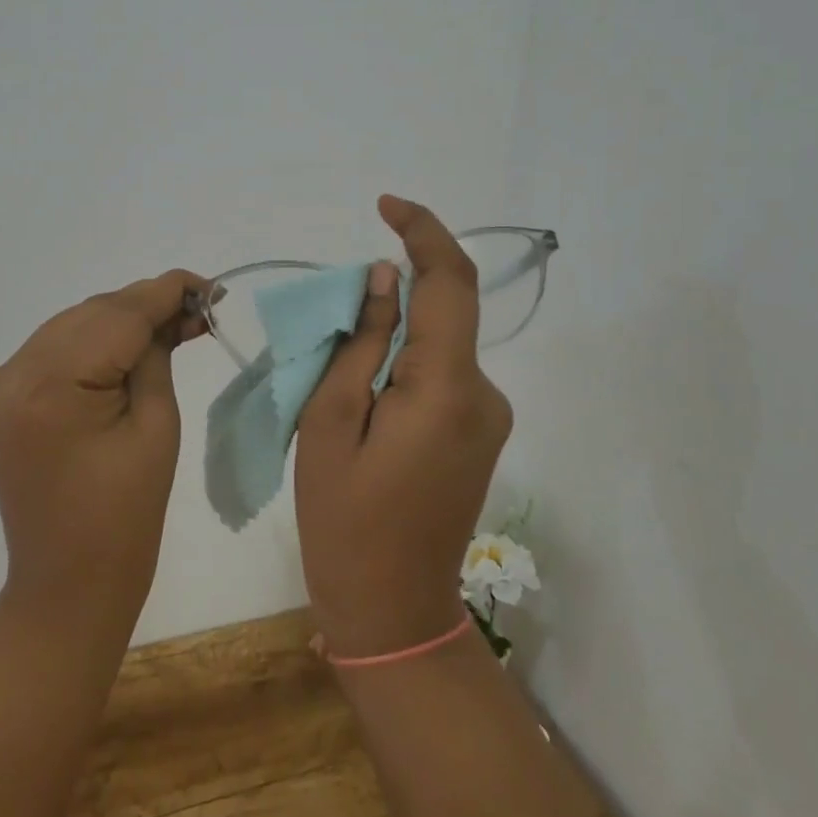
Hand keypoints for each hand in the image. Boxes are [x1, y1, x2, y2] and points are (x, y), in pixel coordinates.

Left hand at [0, 270, 208, 627]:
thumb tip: (173, 311)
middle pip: (91, 314)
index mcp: (48, 387)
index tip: (210, 285)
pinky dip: (94, 344)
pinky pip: (55, 351)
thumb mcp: (156, 425)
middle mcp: (10, 374)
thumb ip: (157, 354)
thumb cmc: (126, 517)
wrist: (68, 584)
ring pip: (72, 326)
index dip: (166, 292)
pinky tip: (130, 348)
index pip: (117, 316)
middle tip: (199, 311)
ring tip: (173, 326)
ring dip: (121, 322)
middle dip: (147, 306)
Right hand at [294, 197, 513, 657]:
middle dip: (392, 295)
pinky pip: (441, 374)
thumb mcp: (329, 423)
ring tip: (336, 379)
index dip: (424, 232)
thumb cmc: (345, 521)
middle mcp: (484, 394)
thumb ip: (361, 343)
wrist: (393, 611)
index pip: (450, 283)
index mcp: (447, 388)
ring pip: (438, 344)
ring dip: (392, 335)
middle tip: (330, 323)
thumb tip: (388, 279)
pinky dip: (403, 365)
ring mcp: (488, 416)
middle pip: (443, 312)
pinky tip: (363, 402)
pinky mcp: (479, 433)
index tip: (386, 205)